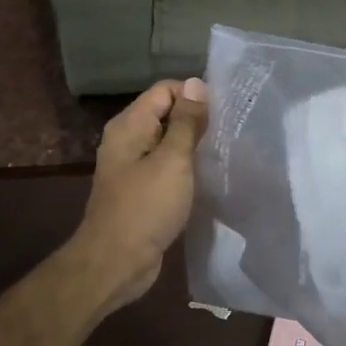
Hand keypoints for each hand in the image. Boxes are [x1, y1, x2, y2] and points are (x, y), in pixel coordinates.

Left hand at [67, 78, 209, 312]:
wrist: (116, 262)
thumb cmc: (146, 206)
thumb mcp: (173, 160)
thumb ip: (186, 122)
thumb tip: (196, 83)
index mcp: (129, 125)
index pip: (165, 90)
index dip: (194, 95)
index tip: (224, 112)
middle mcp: (127, 139)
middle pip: (165, 114)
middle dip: (196, 120)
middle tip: (229, 133)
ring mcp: (132, 166)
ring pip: (167, 143)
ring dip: (192, 147)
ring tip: (222, 153)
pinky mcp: (140, 191)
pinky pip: (165, 168)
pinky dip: (184, 169)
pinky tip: (206, 178)